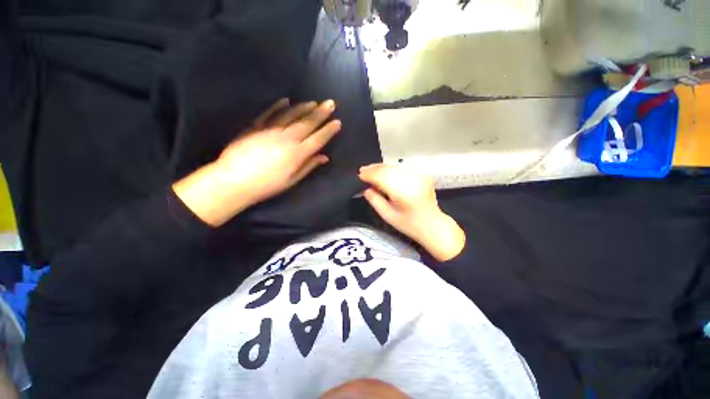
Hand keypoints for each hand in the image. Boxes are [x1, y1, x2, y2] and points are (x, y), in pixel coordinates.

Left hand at [174, 99, 340, 226]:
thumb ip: (309, 166)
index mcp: (297, 154)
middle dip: (321, 113)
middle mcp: (286, 139)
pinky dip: (278, 106)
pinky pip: (269, 113)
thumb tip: (324, 157)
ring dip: (303, 108)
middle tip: (331, 103)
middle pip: (307, 123)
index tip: (337, 122)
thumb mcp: (292, 180)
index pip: (317, 139)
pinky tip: (286, 100)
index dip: (328, 130)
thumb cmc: (267, 185)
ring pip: (291, 115)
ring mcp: (270, 131)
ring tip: (313, 102)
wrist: (234, 181)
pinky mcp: (255, 127)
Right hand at [359, 164, 465, 260]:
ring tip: (371, 170)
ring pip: (395, 166)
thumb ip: (375, 200)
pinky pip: (402, 167)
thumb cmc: (409, 224)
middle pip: (388, 168)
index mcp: (403, 192)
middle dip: (374, 169)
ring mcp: (419, 175)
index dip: (369, 174)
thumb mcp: (388, 216)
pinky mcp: (422, 174)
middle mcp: (412, 180)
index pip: (382, 176)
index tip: (359, 175)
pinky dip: (391, 169)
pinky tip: (385, 172)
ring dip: (382, 167)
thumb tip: (365, 188)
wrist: (433, 224)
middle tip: (362, 171)